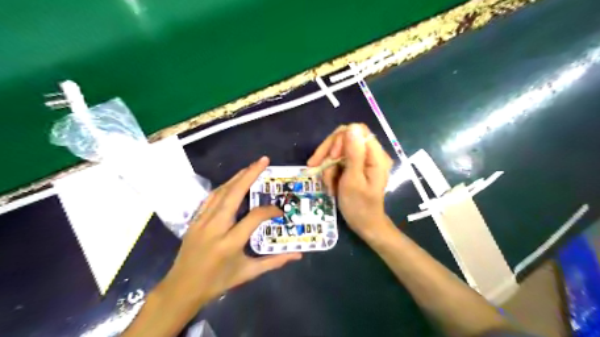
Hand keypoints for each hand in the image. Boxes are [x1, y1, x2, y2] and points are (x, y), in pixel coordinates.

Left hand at [161, 158, 299, 310]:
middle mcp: (215, 227)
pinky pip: (211, 198)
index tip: (280, 212)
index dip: (270, 211)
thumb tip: (297, 254)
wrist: (182, 289)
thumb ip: (274, 262)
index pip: (254, 217)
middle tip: (264, 161)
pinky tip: (233, 181)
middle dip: (250, 174)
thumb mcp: (247, 273)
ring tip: (251, 167)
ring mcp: (202, 221)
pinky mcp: (195, 220)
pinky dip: (224, 186)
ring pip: (221, 192)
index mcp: (230, 243)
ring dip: (237, 177)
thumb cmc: (217, 282)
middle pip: (233, 194)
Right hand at [310, 124, 394, 236]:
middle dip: (329, 154)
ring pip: (339, 151)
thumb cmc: (359, 206)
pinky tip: (331, 186)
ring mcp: (363, 160)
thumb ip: (353, 154)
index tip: (330, 157)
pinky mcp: (356, 166)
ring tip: (328, 186)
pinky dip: (331, 172)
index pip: (356, 131)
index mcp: (376, 156)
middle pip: (345, 139)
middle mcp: (371, 154)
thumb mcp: (353, 180)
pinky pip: (339, 161)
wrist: (365, 224)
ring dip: (328, 167)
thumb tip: (351, 127)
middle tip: (316, 168)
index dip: (339, 140)